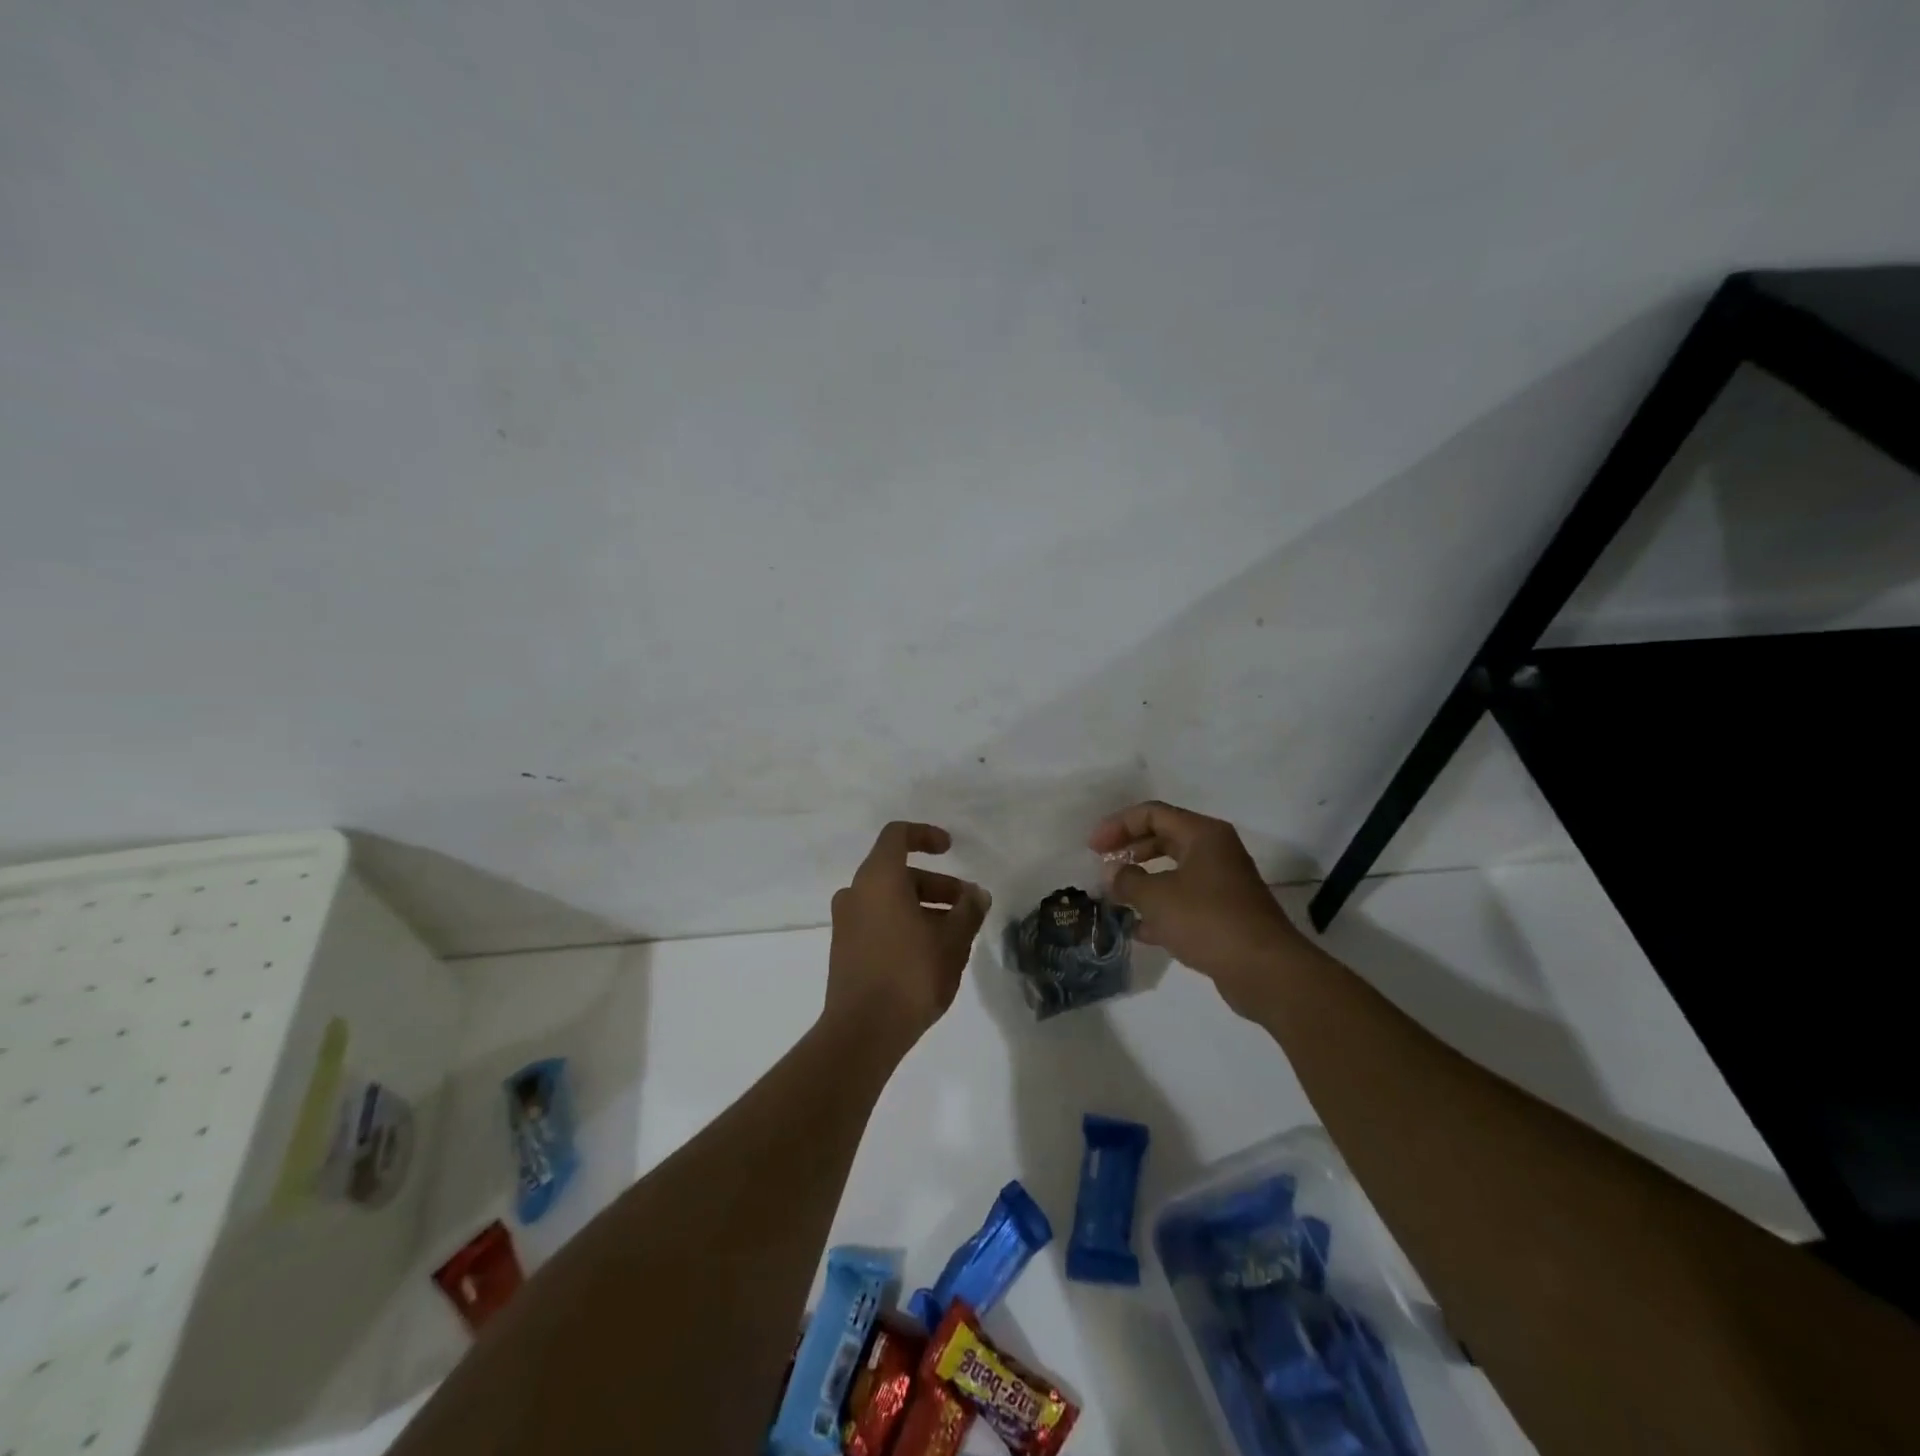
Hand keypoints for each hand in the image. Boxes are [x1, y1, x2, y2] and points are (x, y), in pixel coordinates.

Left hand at [826, 822, 990, 1050]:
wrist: (862, 1032)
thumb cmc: (910, 974)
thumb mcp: (952, 941)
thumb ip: (968, 911)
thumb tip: (977, 894)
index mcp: (878, 879)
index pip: (897, 836)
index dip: (926, 835)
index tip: (951, 849)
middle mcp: (856, 893)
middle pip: (898, 873)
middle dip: (937, 884)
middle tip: (967, 906)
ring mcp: (846, 922)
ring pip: (890, 899)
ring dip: (923, 907)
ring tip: (956, 934)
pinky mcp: (845, 949)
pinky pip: (878, 921)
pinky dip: (904, 923)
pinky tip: (931, 952)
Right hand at [1089, 801, 1304, 1017]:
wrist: (1264, 969)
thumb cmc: (1207, 920)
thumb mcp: (1156, 897)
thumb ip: (1128, 880)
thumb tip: (1114, 874)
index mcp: (1202, 834)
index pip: (1152, 814)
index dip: (1118, 826)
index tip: (1093, 848)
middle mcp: (1215, 851)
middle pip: (1164, 838)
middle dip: (1130, 851)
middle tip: (1104, 867)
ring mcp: (1223, 883)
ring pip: (1174, 871)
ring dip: (1144, 882)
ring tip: (1116, 898)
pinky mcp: (1225, 913)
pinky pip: (1185, 900)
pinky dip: (1161, 909)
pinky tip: (1139, 930)